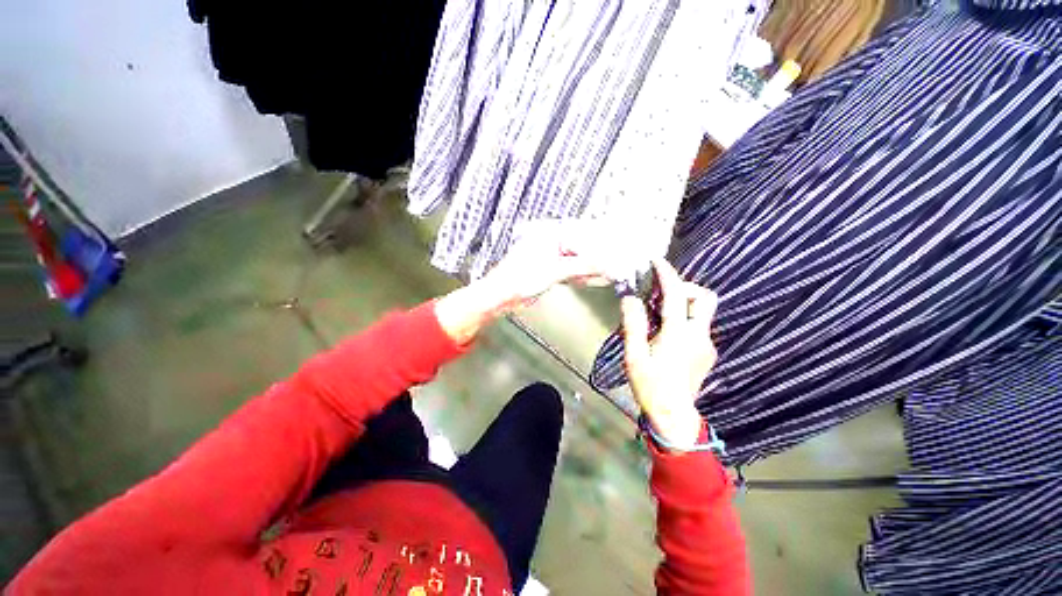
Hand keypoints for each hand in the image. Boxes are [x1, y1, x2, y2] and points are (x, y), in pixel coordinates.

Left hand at [436, 223, 607, 343]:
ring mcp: (549, 257)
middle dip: (598, 257)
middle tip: (616, 262)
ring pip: (576, 260)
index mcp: (549, 234)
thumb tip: (603, 264)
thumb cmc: (518, 278)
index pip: (581, 234)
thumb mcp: (555, 270)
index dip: (599, 243)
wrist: (502, 296)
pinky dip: (582, 275)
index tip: (614, 249)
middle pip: (580, 248)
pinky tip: (594, 278)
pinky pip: (570, 270)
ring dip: (591, 267)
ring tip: (610, 271)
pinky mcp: (548, 271)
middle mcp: (550, 243)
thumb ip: (582, 266)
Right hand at [622, 258, 718, 448]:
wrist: (673, 416)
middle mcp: (698, 336)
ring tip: (656, 313)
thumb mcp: (634, 356)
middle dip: (684, 288)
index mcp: (678, 336)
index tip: (656, 261)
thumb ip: (633, 325)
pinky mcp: (707, 351)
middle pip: (705, 298)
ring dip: (682, 303)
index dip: (667, 275)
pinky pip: (697, 324)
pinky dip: (682, 318)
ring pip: (701, 311)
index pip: (676, 296)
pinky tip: (664, 331)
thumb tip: (629, 298)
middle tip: (660, 295)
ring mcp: (706, 344)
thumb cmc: (650, 386)